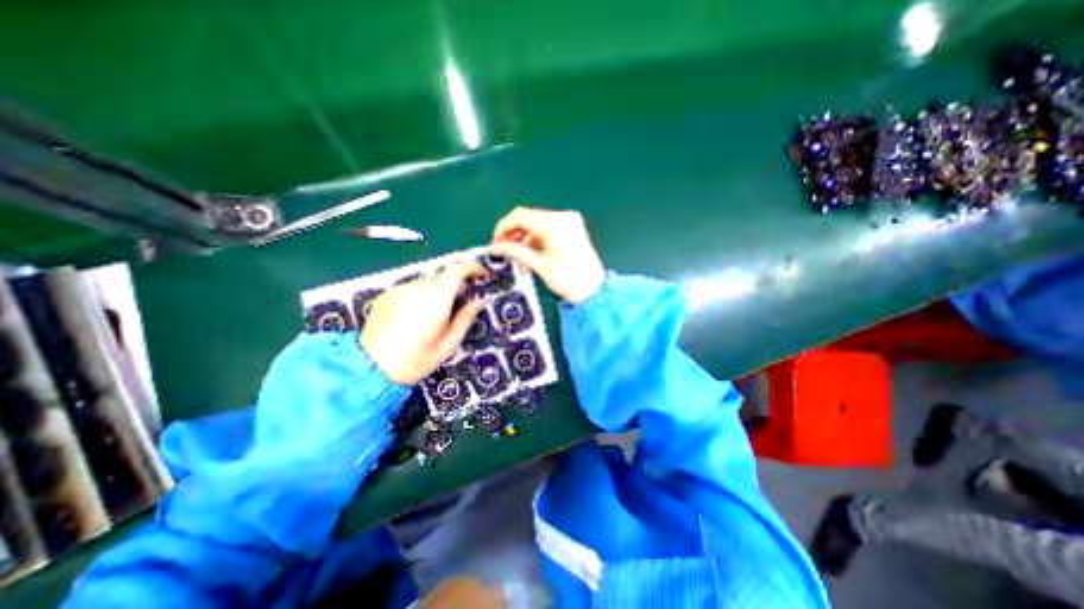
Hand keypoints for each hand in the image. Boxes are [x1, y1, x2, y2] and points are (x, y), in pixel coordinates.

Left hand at [362, 262, 483, 385]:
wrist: (369, 369)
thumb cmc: (414, 362)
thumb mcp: (447, 346)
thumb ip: (465, 320)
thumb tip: (479, 301)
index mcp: (434, 305)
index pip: (455, 272)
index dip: (472, 268)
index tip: (482, 275)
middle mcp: (415, 292)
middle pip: (443, 276)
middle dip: (457, 284)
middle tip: (462, 302)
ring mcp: (398, 291)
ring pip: (428, 282)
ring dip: (439, 290)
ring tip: (438, 313)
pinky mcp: (387, 295)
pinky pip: (413, 288)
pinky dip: (423, 295)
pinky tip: (418, 315)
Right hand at [489, 207, 606, 303]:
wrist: (594, 290)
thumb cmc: (568, 280)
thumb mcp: (539, 266)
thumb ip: (515, 251)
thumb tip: (495, 247)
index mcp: (554, 224)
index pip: (520, 216)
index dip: (503, 227)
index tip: (495, 242)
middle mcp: (563, 216)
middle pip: (528, 217)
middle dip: (514, 233)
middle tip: (504, 250)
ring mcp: (570, 220)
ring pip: (537, 223)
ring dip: (525, 238)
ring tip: (518, 258)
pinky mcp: (573, 227)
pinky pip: (548, 227)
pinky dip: (537, 239)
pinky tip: (532, 254)